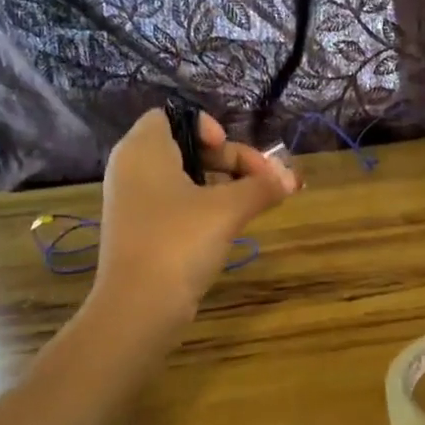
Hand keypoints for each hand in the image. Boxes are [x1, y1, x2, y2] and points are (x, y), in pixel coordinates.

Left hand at [94, 108, 297, 326]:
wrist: (139, 307)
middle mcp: (132, 170)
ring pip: (185, 179)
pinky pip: (177, 205)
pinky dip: (205, 208)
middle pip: (185, 148)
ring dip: (223, 186)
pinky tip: (231, 225)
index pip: (171, 116)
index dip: (205, 126)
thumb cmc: (179, 241)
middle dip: (229, 160)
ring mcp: (135, 204)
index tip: (228, 148)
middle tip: (263, 181)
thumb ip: (261, 187)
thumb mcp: (228, 208)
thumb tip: (291, 179)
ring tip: (256, 203)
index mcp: (142, 150)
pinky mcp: (142, 233)